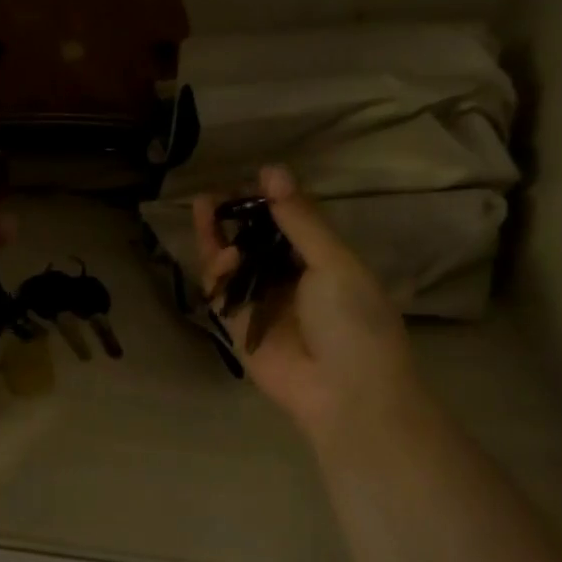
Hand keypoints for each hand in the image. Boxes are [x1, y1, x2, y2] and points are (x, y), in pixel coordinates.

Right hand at [193, 166, 417, 440]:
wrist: (344, 391)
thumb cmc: (353, 320)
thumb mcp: (333, 262)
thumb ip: (299, 219)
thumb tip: (272, 170)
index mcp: (322, 261)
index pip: (288, 222)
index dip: (268, 201)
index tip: (249, 178)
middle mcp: (289, 280)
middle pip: (252, 241)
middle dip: (233, 218)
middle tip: (213, 195)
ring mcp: (261, 304)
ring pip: (231, 265)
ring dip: (219, 239)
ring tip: (208, 212)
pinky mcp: (236, 327)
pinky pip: (220, 295)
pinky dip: (216, 274)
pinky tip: (221, 255)